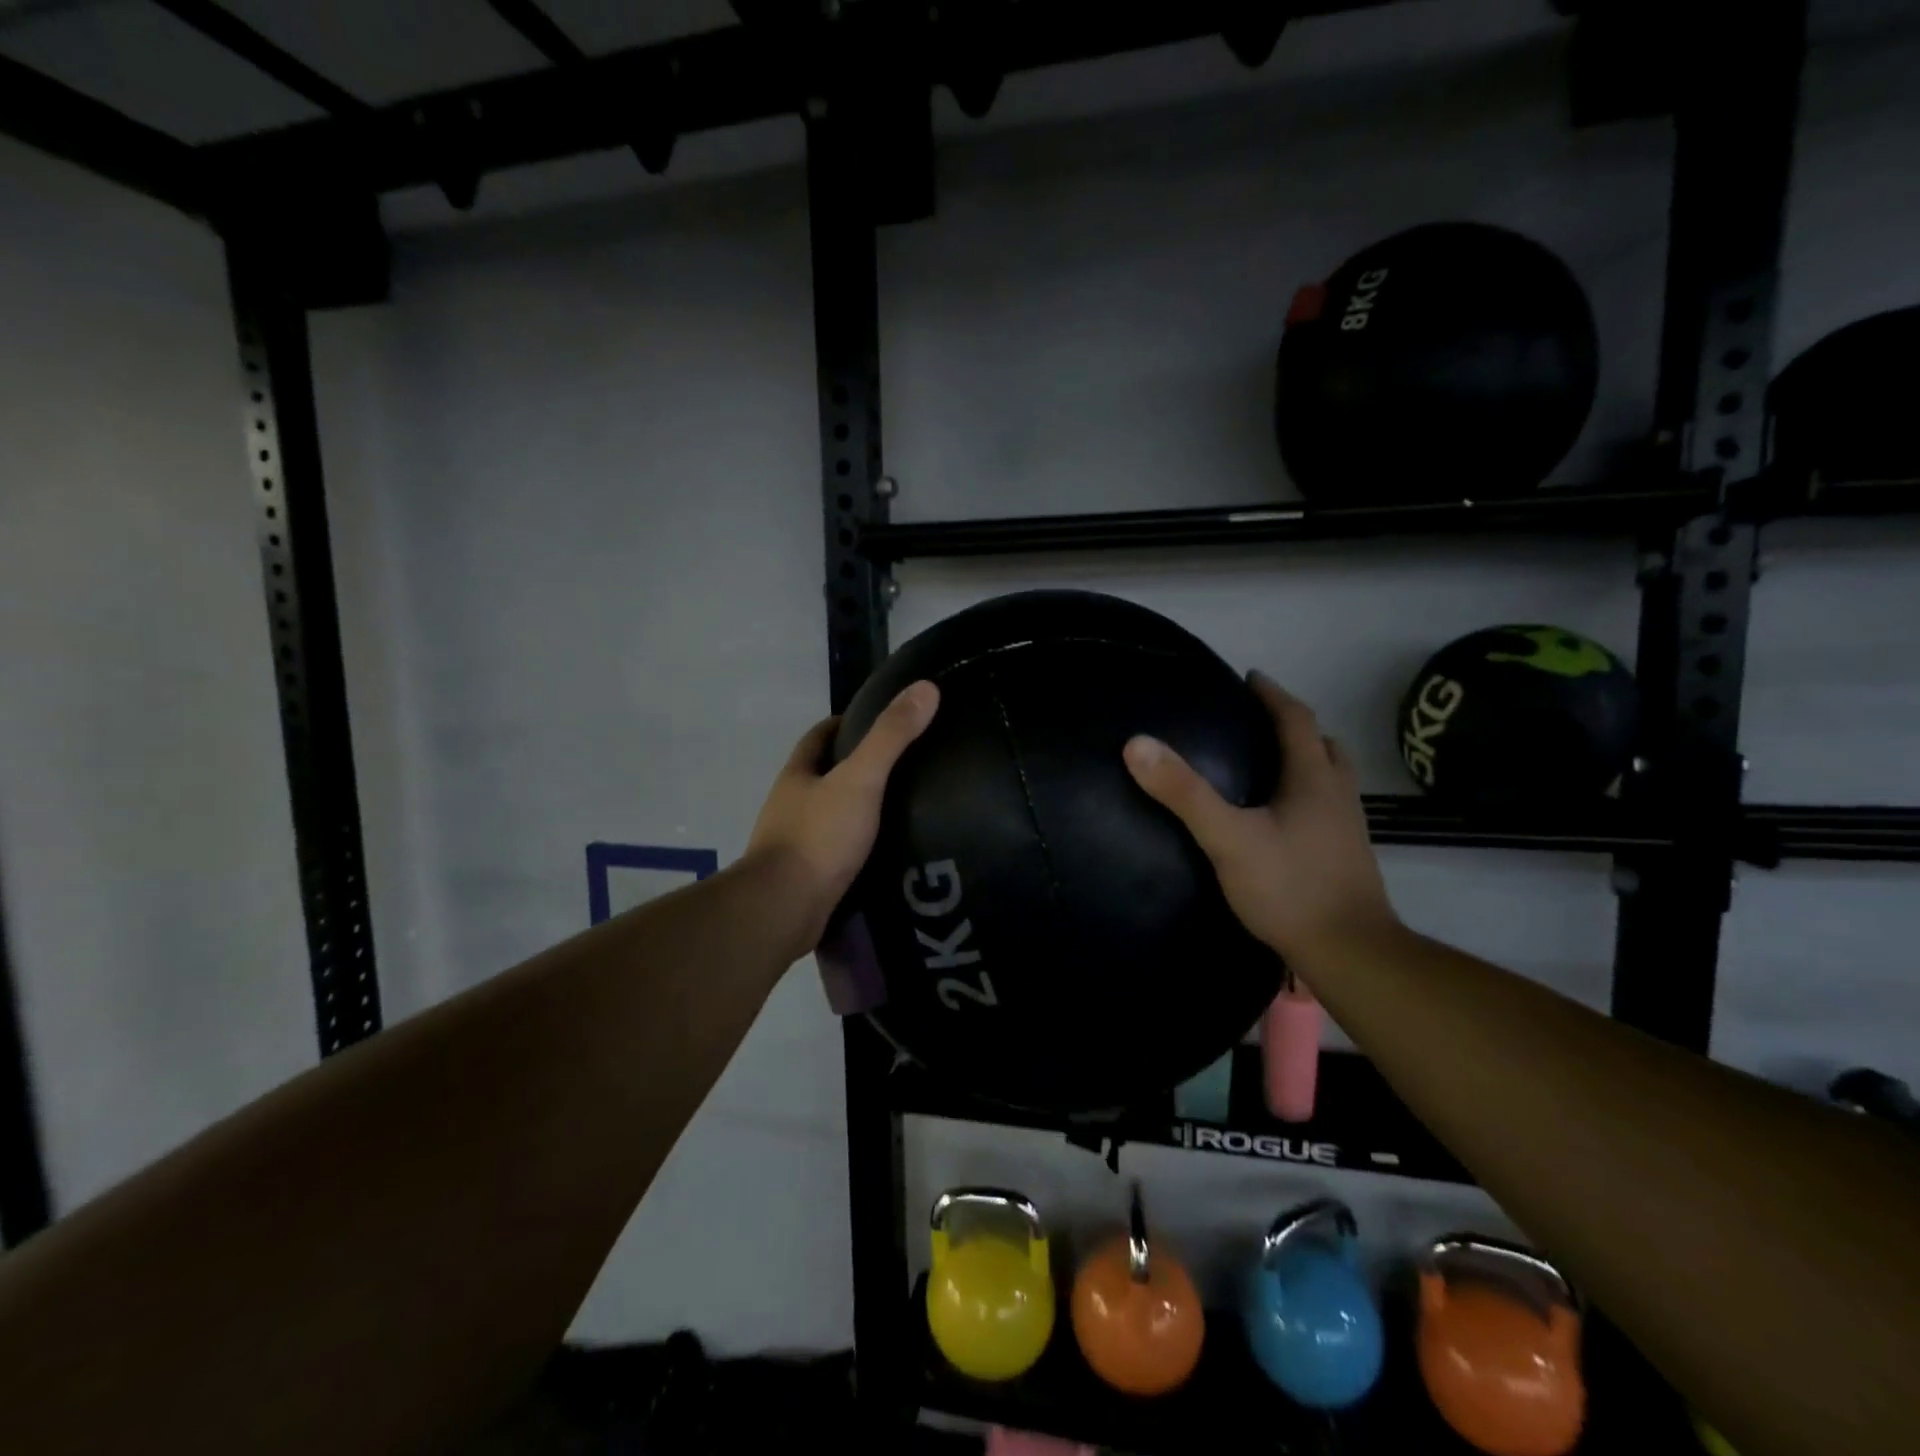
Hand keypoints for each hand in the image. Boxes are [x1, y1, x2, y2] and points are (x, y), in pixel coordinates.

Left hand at [747, 681, 939, 954]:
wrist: (784, 910)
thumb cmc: (819, 837)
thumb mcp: (860, 779)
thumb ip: (891, 737)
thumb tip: (926, 688)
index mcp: (797, 775)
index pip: (819, 736)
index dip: (845, 723)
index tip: (879, 720)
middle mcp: (791, 804)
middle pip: (823, 775)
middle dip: (855, 767)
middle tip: (903, 766)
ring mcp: (795, 842)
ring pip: (830, 814)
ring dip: (858, 809)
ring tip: (902, 809)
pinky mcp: (806, 876)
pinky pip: (836, 850)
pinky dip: (858, 845)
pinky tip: (886, 852)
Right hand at [1122, 672, 1397, 972]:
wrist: (1350, 953)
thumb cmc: (1289, 888)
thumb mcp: (1227, 838)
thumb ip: (1184, 793)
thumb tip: (1137, 743)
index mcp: (1314, 779)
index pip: (1296, 719)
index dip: (1273, 695)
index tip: (1250, 678)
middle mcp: (1338, 795)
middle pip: (1323, 745)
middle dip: (1294, 726)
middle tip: (1259, 723)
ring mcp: (1348, 828)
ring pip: (1332, 778)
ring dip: (1307, 760)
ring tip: (1270, 766)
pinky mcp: (1347, 857)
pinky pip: (1329, 807)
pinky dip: (1308, 795)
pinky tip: (1283, 819)